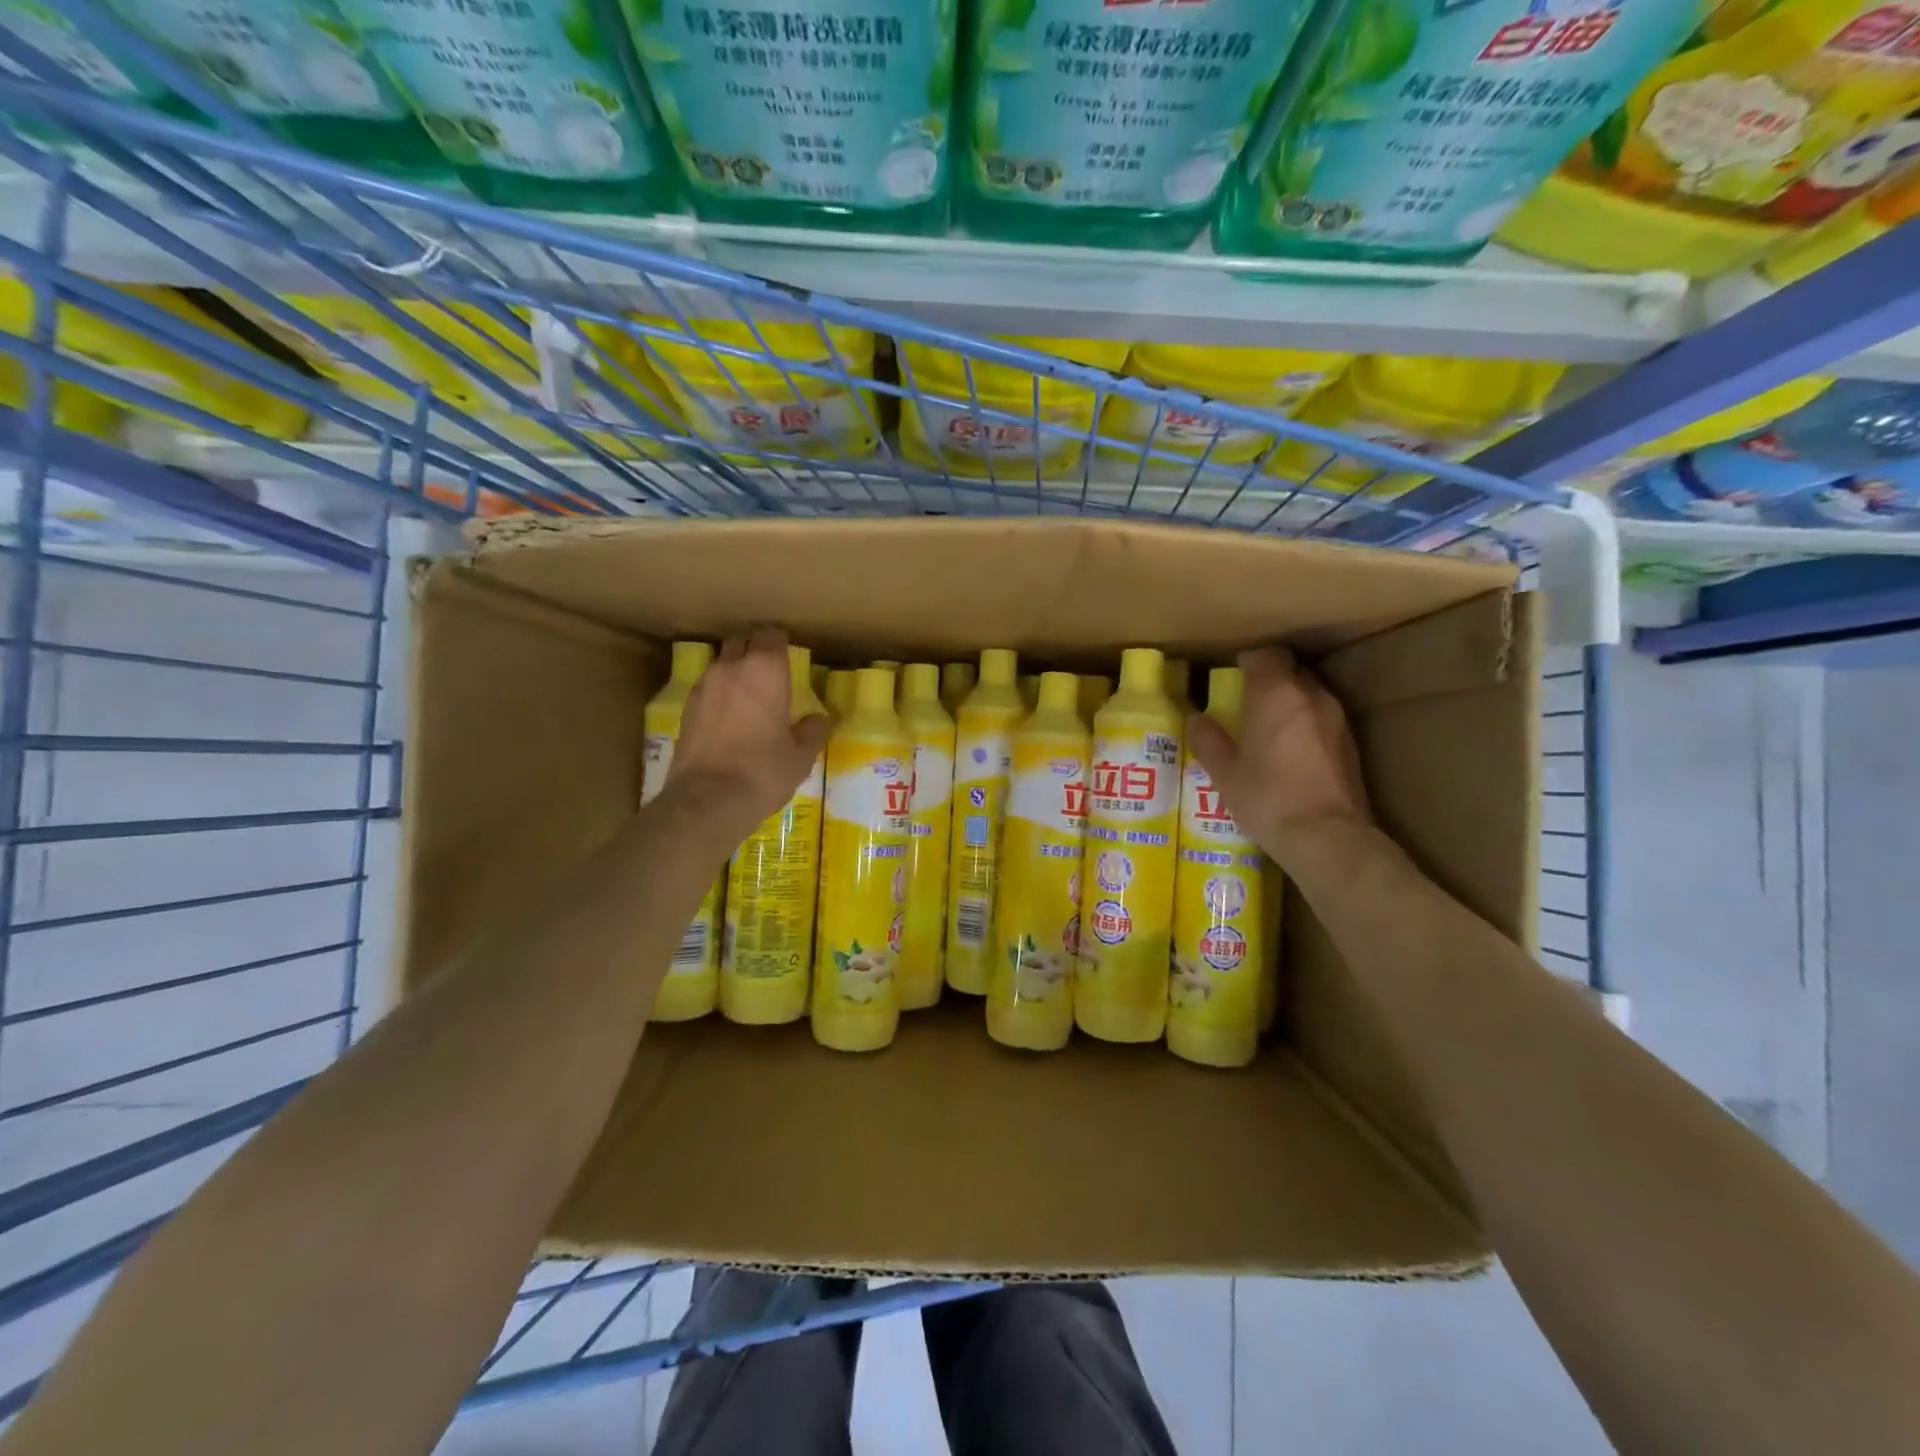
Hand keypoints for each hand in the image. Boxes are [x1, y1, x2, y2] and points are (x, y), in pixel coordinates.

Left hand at [664, 628, 829, 845]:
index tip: (790, 657)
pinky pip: (707, 690)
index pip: (771, 635)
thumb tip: (820, 720)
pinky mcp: (685, 710)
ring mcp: (703, 688)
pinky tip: (729, 720)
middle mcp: (730, 668)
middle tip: (771, 674)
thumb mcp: (800, 756)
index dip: (781, 643)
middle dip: (755, 651)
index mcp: (764, 670)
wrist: (707, 801)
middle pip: (741, 642)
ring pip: (721, 665)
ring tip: (749, 698)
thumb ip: (813, 731)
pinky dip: (719, 696)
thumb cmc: (763, 771)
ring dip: (735, 673)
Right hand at [1185, 646, 1371, 870]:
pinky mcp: (1350, 743)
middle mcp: (1311, 696)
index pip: (1266, 655)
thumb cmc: (1267, 798)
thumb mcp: (1225, 773)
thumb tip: (1196, 719)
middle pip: (1290, 671)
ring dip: (1289, 703)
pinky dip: (1305, 725)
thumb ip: (1208, 740)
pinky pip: (1322, 719)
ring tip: (1267, 729)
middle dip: (1269, 681)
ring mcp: (1336, 718)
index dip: (1248, 661)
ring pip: (1309, 694)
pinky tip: (1290, 753)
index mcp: (1276, 694)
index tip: (1232, 677)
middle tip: (1246, 704)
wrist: (1327, 836)